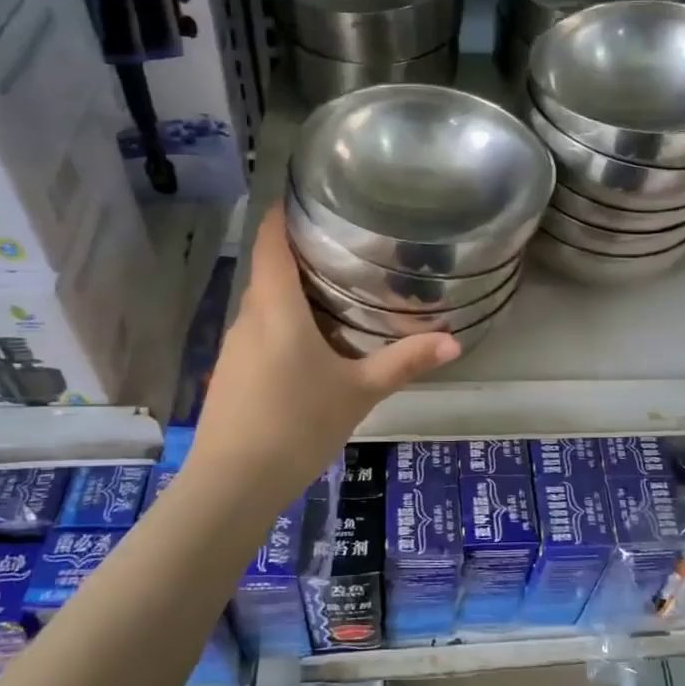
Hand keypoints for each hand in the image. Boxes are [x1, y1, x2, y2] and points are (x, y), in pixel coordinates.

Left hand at [188, 209, 458, 499]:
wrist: (232, 485)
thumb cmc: (297, 425)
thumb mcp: (358, 392)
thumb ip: (404, 362)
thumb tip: (454, 341)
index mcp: (276, 307)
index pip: (271, 240)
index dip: (285, 214)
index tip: (313, 200)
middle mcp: (248, 317)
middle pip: (270, 271)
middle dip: (303, 257)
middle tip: (350, 251)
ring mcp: (233, 347)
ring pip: (265, 305)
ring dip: (294, 295)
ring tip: (338, 294)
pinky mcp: (230, 374)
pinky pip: (259, 333)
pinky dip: (284, 326)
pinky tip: (311, 348)